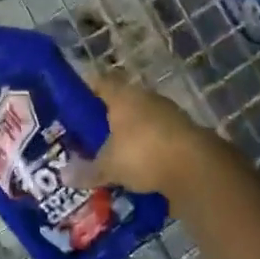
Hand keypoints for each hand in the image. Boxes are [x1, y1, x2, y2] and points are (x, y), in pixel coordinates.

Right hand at [68, 74, 237, 201]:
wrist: (196, 168)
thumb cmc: (143, 154)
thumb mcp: (109, 166)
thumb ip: (87, 170)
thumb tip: (63, 175)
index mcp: (122, 96)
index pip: (99, 82)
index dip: (86, 91)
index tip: (73, 106)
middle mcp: (145, 98)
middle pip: (121, 102)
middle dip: (108, 118)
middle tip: (91, 137)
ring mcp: (169, 113)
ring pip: (142, 120)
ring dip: (132, 135)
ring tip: (116, 157)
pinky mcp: (186, 133)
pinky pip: (159, 138)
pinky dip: (150, 149)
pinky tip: (142, 169)